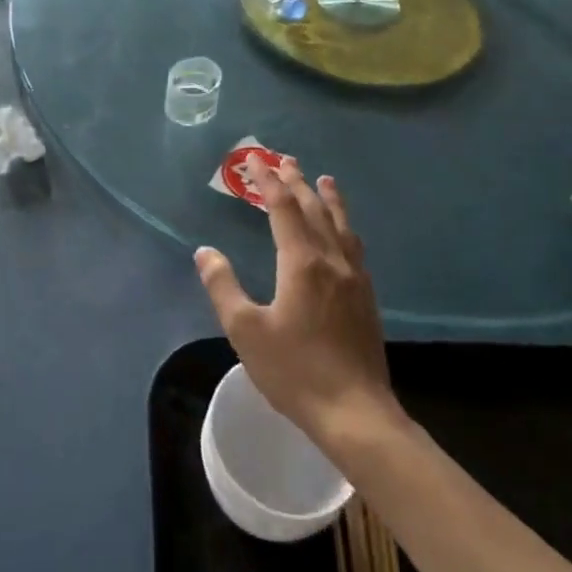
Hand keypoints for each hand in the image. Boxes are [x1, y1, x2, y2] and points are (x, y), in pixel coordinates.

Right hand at [194, 158, 397, 452]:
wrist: (356, 412)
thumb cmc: (295, 371)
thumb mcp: (246, 331)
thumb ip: (223, 287)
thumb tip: (205, 252)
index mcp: (302, 262)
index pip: (282, 208)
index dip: (267, 181)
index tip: (254, 159)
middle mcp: (331, 260)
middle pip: (314, 209)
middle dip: (296, 181)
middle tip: (284, 159)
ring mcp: (354, 278)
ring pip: (340, 224)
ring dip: (328, 198)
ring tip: (324, 179)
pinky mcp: (366, 297)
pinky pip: (353, 245)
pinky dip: (343, 224)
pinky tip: (343, 232)